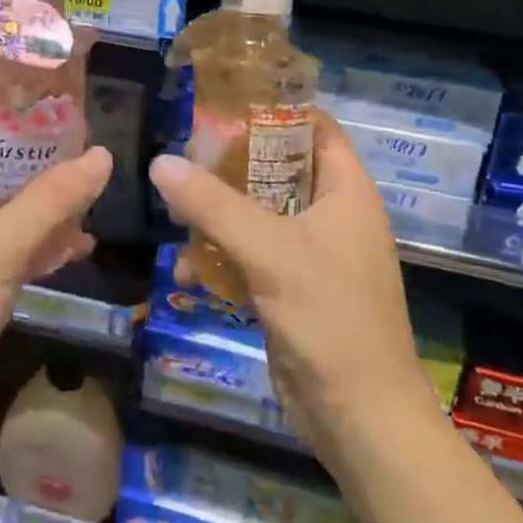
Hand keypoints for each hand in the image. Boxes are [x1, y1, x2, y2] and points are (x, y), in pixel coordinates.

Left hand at [0, 90, 112, 485]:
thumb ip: (51, 201)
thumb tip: (102, 155)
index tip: (38, 93)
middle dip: (28, 147)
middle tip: (79, 135)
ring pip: (0, 206)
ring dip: (40, 197)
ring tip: (89, 184)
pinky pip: (8, 250)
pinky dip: (40, 243)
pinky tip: (80, 245)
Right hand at [149, 114, 436, 471]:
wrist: (362, 421)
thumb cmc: (331, 318)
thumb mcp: (268, 251)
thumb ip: (213, 204)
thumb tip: (160, 162)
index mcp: (345, 190)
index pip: (315, 125)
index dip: (275, 107)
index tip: (224, 100)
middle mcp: (332, 213)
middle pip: (278, 166)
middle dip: (231, 162)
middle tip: (185, 153)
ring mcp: (313, 253)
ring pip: (259, 211)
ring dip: (219, 212)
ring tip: (176, 210)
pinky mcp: (294, 288)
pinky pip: (253, 253)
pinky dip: (223, 254)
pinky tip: (186, 268)